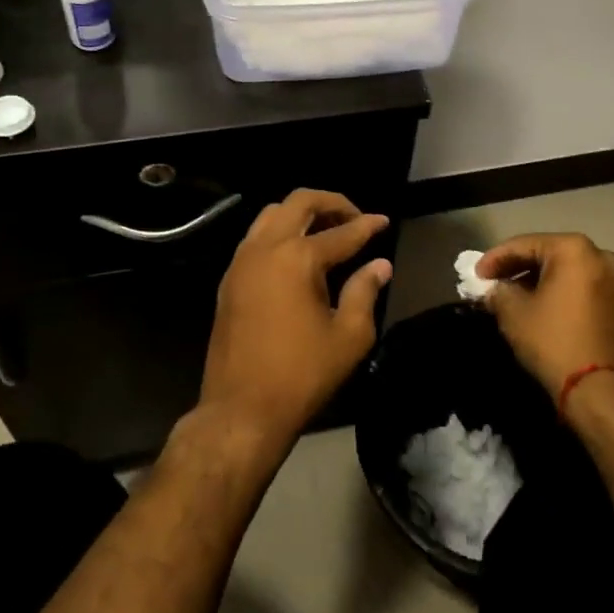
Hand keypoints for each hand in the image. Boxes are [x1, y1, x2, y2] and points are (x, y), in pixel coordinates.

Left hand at [202, 189, 391, 452]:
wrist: (241, 411)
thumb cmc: (301, 376)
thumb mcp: (348, 337)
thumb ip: (365, 292)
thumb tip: (380, 265)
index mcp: (298, 258)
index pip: (341, 232)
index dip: (367, 225)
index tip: (384, 222)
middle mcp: (266, 248)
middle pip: (299, 202)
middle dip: (331, 203)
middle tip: (354, 219)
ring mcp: (241, 262)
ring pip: (272, 214)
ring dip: (301, 214)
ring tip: (326, 232)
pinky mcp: (229, 279)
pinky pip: (256, 237)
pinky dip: (280, 232)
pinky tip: (297, 256)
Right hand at [477, 234, 613, 402]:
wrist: (604, 393)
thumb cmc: (555, 342)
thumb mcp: (514, 314)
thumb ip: (498, 292)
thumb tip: (493, 289)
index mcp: (574, 249)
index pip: (524, 245)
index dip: (495, 259)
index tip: (475, 274)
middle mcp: (601, 256)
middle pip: (548, 255)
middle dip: (518, 269)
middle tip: (492, 284)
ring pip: (567, 272)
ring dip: (539, 282)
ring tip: (513, 298)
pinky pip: (582, 289)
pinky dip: (560, 294)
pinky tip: (541, 308)